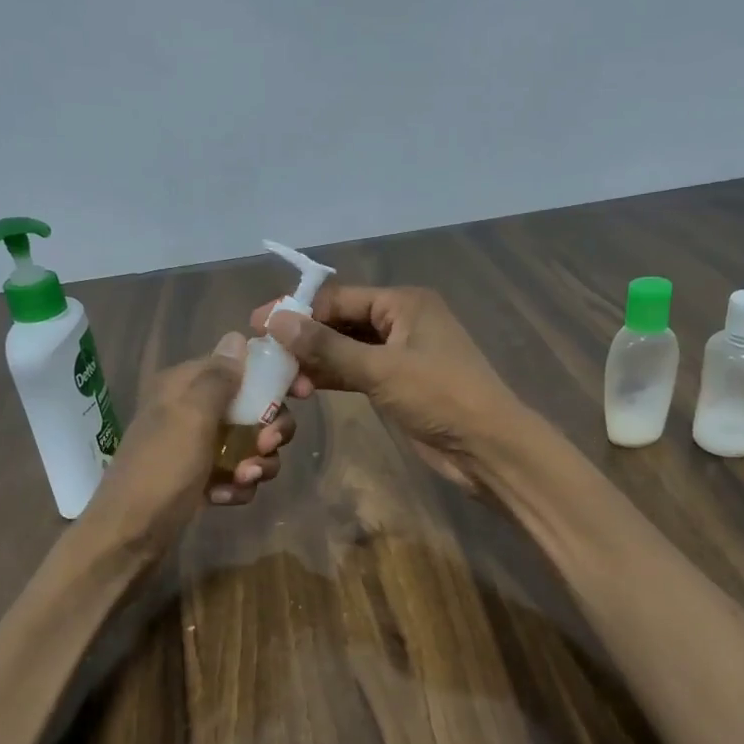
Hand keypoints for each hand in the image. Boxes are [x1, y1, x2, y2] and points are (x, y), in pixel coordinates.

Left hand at [84, 333, 296, 554]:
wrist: (129, 538)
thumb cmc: (161, 470)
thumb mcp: (191, 417)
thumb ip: (218, 377)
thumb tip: (237, 337)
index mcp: (184, 385)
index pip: (240, 365)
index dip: (274, 376)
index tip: (304, 393)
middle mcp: (191, 410)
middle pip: (253, 407)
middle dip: (271, 428)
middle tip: (271, 446)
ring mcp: (196, 447)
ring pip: (250, 443)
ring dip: (257, 462)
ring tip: (244, 479)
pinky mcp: (200, 479)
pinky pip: (236, 473)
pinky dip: (236, 485)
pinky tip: (223, 498)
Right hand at [254, 286, 522, 489]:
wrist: (486, 446)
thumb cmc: (439, 397)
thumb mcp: (381, 369)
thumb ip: (327, 347)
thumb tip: (276, 320)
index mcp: (404, 303)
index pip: (339, 297)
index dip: (298, 310)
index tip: (258, 324)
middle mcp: (402, 321)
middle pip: (341, 321)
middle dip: (305, 338)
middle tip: (263, 355)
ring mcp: (400, 354)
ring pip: (347, 349)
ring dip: (316, 361)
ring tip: (281, 379)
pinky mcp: (398, 384)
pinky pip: (356, 372)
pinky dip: (332, 378)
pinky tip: (304, 388)